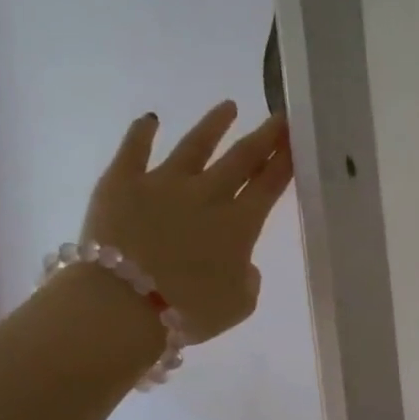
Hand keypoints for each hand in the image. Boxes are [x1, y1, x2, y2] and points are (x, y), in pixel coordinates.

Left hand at [80, 102, 292, 343]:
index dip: (285, 161)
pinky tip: (150, 119)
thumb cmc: (190, 312)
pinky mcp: (121, 182)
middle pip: (241, 158)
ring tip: (228, 107)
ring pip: (195, 146)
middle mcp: (207, 195)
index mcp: (239, 225)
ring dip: (214, 125)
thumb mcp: (239, 305)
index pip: (269, 185)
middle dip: (264, 136)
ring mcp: (162, 183)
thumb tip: (241, 263)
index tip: (297, 139)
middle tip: (278, 117)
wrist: (123, 305)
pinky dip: (142, 133)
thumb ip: (248, 279)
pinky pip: (133, 150)